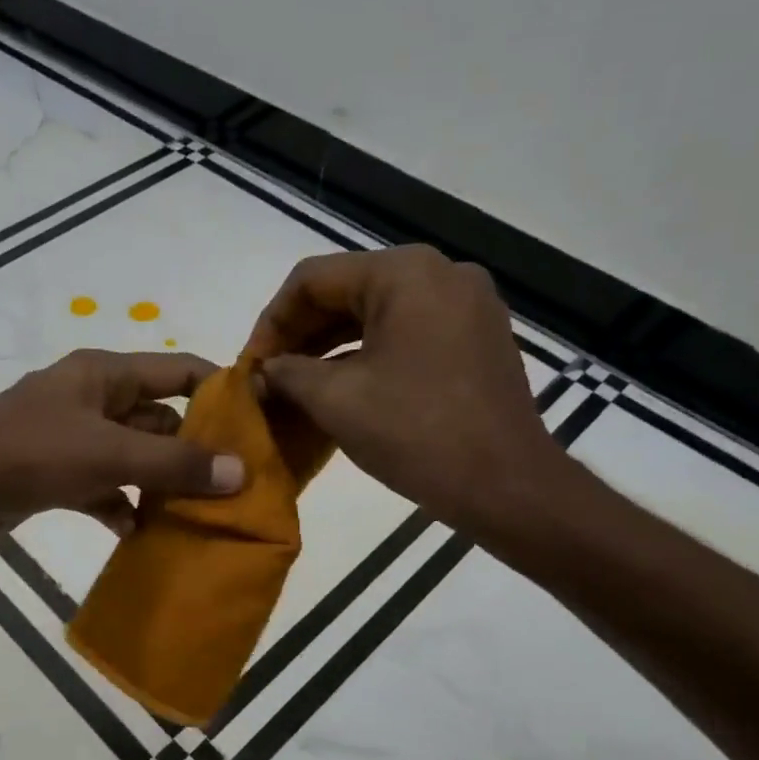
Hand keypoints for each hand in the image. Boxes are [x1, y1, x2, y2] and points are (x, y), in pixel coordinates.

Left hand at [0, 349, 245, 565]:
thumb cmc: (28, 455)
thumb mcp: (107, 454)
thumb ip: (173, 464)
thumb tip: (240, 472)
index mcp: (104, 374)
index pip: (177, 370)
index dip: (218, 391)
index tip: (258, 425)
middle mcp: (91, 399)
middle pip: (158, 418)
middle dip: (194, 449)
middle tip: (236, 483)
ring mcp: (71, 439)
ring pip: (132, 457)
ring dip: (160, 483)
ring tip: (199, 513)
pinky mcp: (54, 476)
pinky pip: (103, 487)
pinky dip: (121, 506)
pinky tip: (139, 532)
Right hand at [244, 245, 565, 542]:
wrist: (507, 486)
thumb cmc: (416, 434)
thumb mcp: (336, 400)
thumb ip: (287, 374)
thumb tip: (261, 372)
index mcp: (405, 273)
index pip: (313, 279)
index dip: (271, 321)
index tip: (251, 364)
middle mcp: (441, 273)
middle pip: (347, 290)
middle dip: (301, 334)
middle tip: (269, 375)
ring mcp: (466, 304)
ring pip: (377, 312)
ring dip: (331, 346)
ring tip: (296, 384)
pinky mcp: (477, 336)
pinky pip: (407, 331)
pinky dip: (368, 353)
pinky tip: (341, 386)